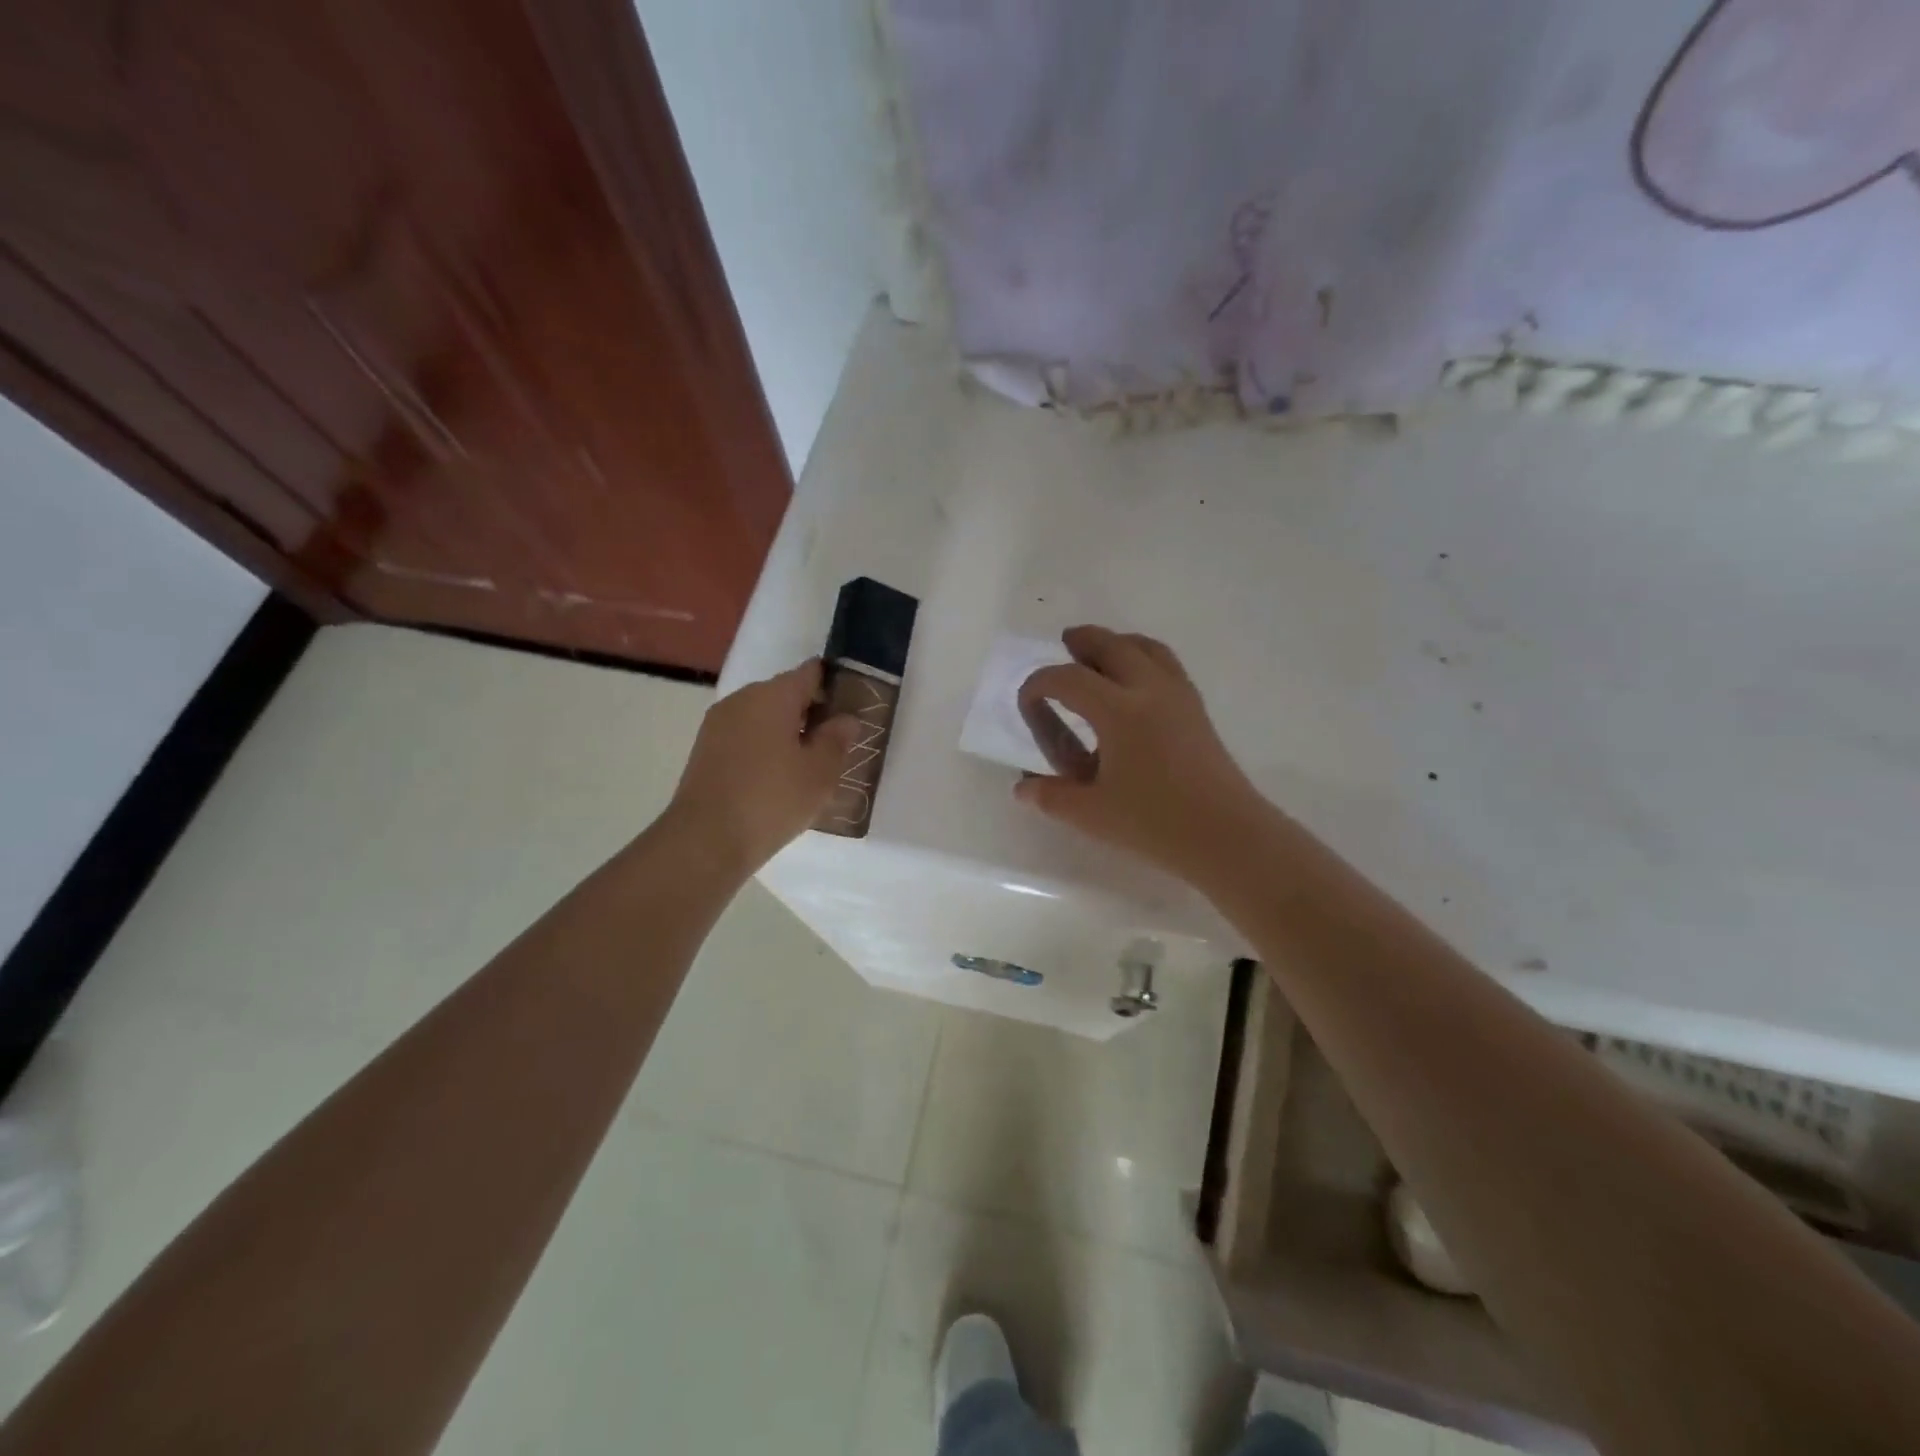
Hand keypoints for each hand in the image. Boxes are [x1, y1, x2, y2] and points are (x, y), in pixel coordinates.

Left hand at [667, 659, 856, 873]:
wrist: (705, 840)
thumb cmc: (772, 800)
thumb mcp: (820, 772)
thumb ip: (837, 739)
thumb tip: (846, 719)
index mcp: (772, 695)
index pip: (811, 673)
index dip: (835, 685)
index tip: (853, 708)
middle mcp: (742, 699)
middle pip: (785, 693)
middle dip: (811, 712)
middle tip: (836, 743)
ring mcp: (719, 724)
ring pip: (764, 717)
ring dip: (787, 732)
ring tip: (809, 764)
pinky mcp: (706, 750)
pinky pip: (745, 736)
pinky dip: (765, 747)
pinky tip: (778, 777)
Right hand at [1015, 626, 1263, 881]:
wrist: (1227, 834)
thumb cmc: (1155, 823)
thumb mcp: (1092, 814)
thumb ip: (1052, 797)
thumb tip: (1022, 789)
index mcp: (1118, 711)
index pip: (1068, 679)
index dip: (1039, 684)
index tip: (1027, 702)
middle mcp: (1149, 690)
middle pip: (1112, 645)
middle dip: (1083, 641)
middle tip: (1064, 643)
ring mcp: (1178, 696)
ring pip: (1145, 647)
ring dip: (1117, 642)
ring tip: (1100, 652)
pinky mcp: (1197, 709)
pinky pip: (1166, 663)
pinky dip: (1143, 656)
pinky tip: (1136, 681)